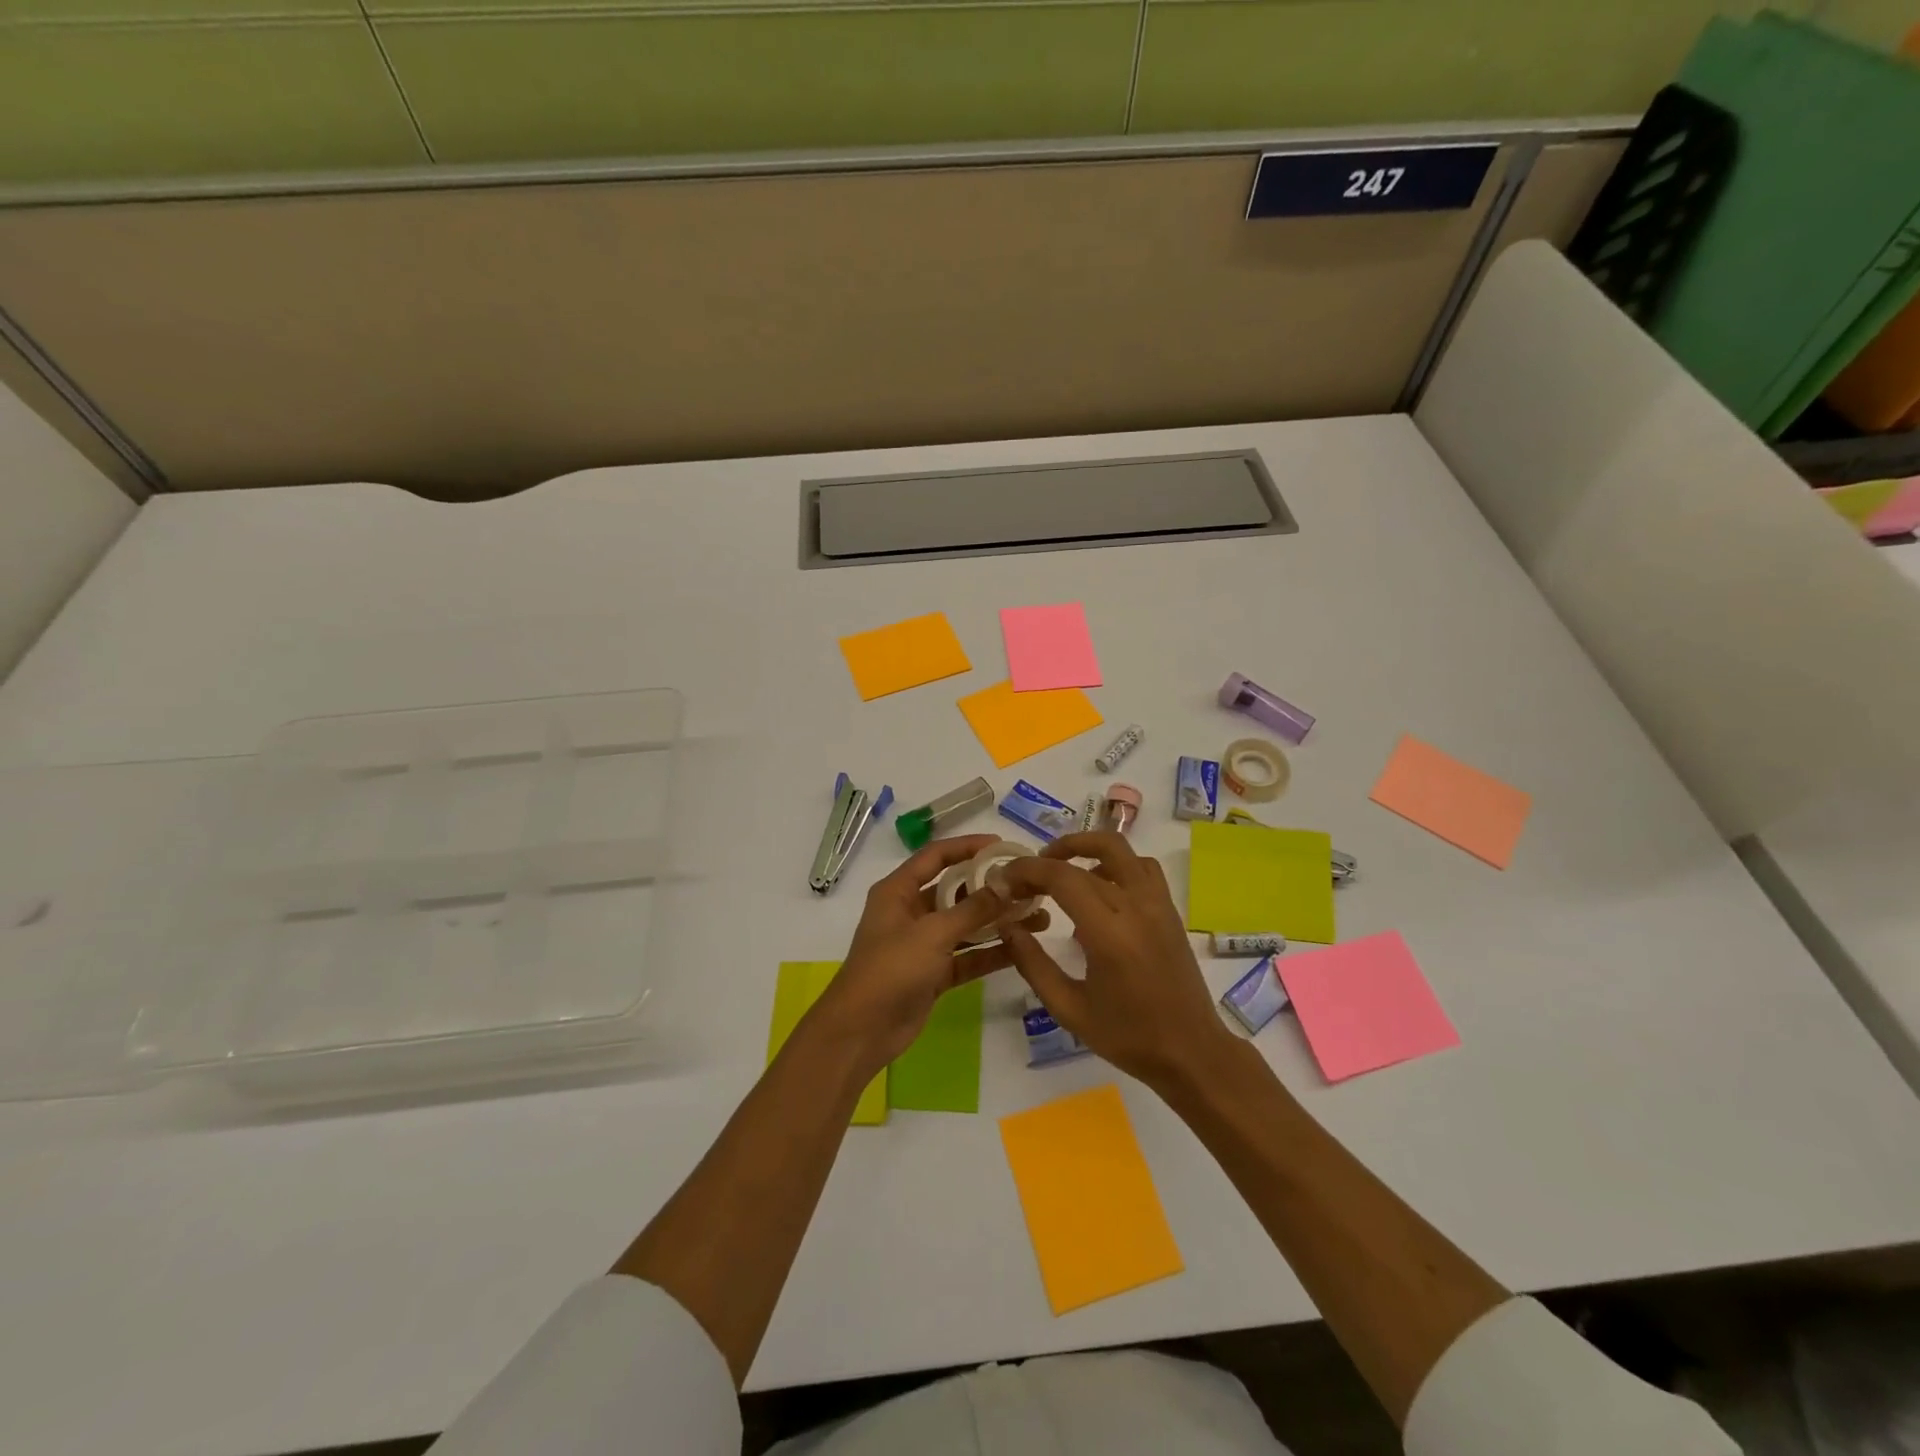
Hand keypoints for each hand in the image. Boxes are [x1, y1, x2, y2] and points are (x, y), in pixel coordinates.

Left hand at [809, 834, 1048, 1076]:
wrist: (862, 1032)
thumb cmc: (890, 969)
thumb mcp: (932, 933)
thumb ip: (972, 909)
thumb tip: (1007, 884)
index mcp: (898, 891)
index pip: (936, 856)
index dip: (967, 847)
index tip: (1002, 846)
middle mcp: (911, 912)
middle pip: (956, 890)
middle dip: (991, 888)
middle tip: (1030, 886)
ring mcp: (923, 944)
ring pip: (966, 925)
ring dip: (998, 921)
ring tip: (1038, 917)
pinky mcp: (934, 974)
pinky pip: (968, 955)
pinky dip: (991, 952)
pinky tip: (1023, 948)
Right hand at [997, 831, 1233, 1089]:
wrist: (1191, 1052)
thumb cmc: (1128, 1037)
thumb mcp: (1069, 1009)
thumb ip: (1032, 964)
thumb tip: (1007, 926)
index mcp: (1109, 934)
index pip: (1061, 877)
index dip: (1027, 870)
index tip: (1004, 880)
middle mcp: (1136, 907)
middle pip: (1084, 859)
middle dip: (1046, 861)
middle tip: (1024, 879)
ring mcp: (1158, 904)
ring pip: (1119, 848)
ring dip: (1084, 848)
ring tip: (1059, 870)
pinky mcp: (1170, 909)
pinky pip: (1141, 867)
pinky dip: (1114, 863)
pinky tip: (1098, 887)